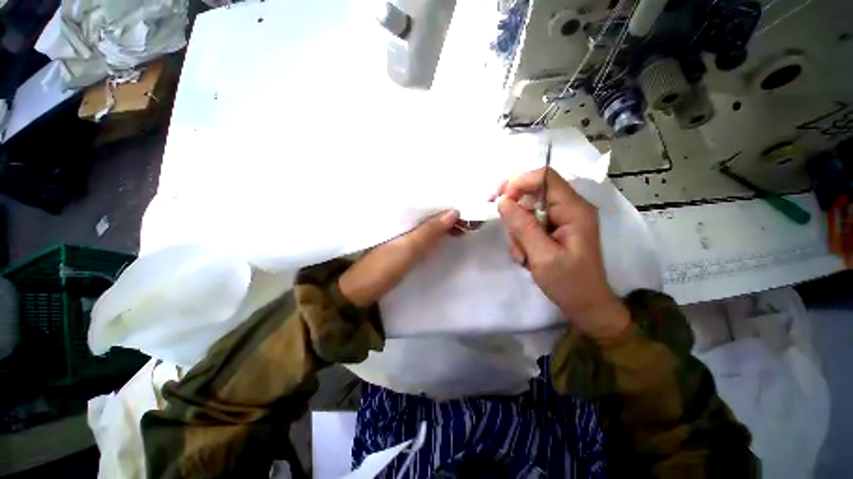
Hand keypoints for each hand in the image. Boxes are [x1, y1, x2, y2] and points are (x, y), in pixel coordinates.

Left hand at [339, 210, 459, 306]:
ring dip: (443, 223)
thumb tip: (455, 210)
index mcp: (398, 214)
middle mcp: (401, 219)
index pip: (425, 200)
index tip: (465, 199)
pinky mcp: (403, 245)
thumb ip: (430, 230)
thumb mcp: (409, 247)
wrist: (362, 291)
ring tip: (464, 222)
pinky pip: (423, 233)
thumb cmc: (383, 266)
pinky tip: (447, 233)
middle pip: (427, 211)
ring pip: (427, 222)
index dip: (444, 199)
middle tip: (470, 212)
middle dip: (447, 211)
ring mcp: (402, 233)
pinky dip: (436, 233)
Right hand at [496, 168, 629, 339]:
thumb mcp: (542, 256)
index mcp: (574, 209)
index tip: (500, 201)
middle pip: (532, 193)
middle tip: (512, 237)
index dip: (519, 183)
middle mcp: (569, 208)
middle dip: (516, 215)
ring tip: (523, 255)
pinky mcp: (555, 229)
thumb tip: (502, 201)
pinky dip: (521, 238)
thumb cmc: (570, 284)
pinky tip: (526, 256)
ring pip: (527, 211)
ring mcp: (562, 219)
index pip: (544, 177)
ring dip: (517, 231)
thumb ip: (522, 226)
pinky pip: (529, 223)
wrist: (586, 306)